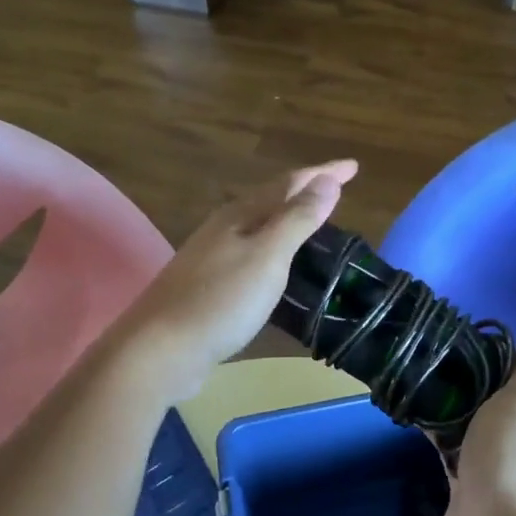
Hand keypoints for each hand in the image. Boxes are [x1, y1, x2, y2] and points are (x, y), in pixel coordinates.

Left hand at [120, 160, 358, 394]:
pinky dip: (274, 247)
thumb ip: (298, 219)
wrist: (161, 349)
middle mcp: (224, 227)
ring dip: (289, 217)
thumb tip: (327, 180)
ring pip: (259, 225)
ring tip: (314, 220)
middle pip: (271, 199)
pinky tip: (278, 264)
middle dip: (305, 190)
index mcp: (240, 215)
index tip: (354, 166)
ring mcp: (212, 256)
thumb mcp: (268, 257)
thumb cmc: (220, 300)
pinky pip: (251, 252)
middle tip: (337, 188)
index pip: (290, 183)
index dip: (323, 173)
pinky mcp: (208, 284)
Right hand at [444, 332, 515, 515]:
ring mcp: (507, 461)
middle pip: (508, 397)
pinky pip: (461, 448)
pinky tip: (419, 417)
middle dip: (479, 380)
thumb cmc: (513, 458)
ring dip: (458, 408)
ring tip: (426, 382)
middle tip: (444, 360)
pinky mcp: (479, 481)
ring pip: (481, 423)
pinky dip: (445, 435)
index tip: (475, 341)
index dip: (511, 354)